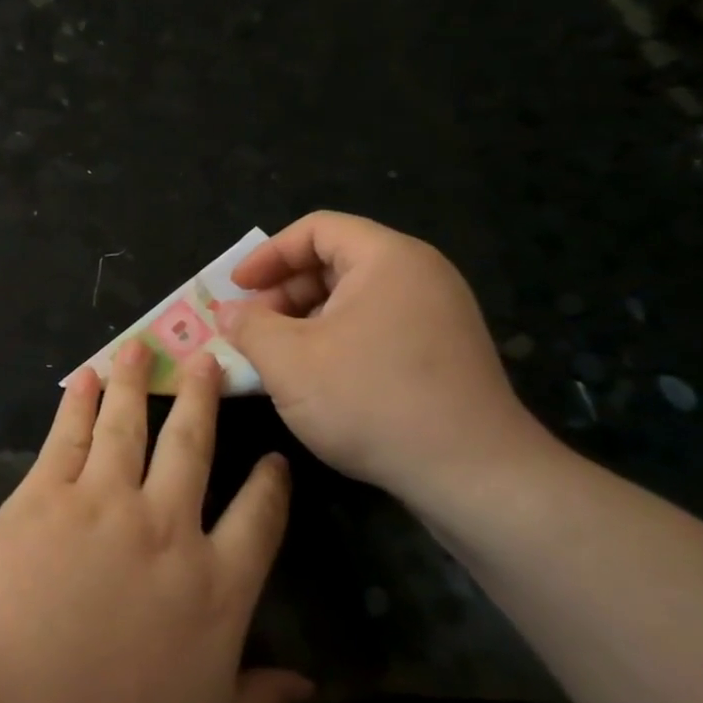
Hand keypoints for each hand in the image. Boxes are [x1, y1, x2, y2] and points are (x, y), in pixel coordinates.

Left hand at [0, 341, 311, 702]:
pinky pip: (69, 436)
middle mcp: (167, 530)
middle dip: (205, 401)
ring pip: (130, 426)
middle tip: (210, 362)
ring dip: (139, 383)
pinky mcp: (44, 495)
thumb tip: (308, 683)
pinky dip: (79, 402)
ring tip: (143, 346)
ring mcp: (102, 504)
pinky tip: (85, 377)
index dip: (271, 485)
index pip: (258, 522)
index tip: (275, 458)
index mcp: (214, 592)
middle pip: (194, 449)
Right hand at [222, 212, 554, 504]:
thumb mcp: (288, 361)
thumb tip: (229, 314)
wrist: (473, 473)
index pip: (317, 229)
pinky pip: (377, 326)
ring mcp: (438, 314)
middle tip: (251, 327)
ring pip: (354, 298)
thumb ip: (249, 327)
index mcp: (387, 259)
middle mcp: (420, 275)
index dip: (267, 254)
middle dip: (283, 291)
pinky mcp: (444, 352)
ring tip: (276, 356)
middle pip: (336, 260)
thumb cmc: (371, 400)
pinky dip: (337, 339)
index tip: (236, 288)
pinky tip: (316, 378)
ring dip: (306, 319)